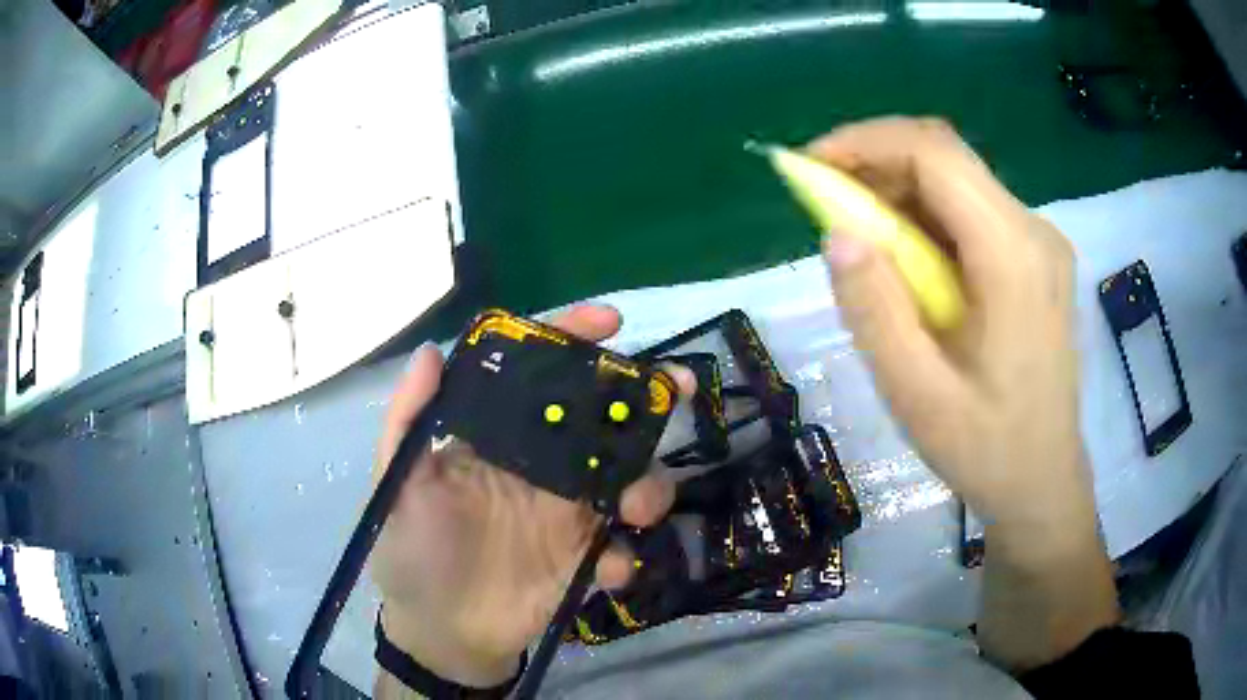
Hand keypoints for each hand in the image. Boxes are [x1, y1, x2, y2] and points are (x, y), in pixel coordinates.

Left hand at [371, 305, 692, 689]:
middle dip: (647, 396)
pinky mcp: (586, 559)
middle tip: (678, 387)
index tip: (611, 322)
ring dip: (649, 485)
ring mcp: (569, 513)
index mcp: (499, 441)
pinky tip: (604, 571)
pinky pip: (625, 546)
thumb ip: (408, 422)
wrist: (441, 634)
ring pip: (632, 478)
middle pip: (603, 419)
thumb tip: (432, 350)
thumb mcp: (395, 487)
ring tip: (633, 510)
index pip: (538, 376)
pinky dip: (625, 555)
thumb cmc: (411, 554)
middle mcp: (541, 467)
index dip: (572, 340)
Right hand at [807, 117, 1116, 669]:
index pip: (935, 154)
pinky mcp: (1034, 258)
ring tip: (858, 235)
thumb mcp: (916, 393)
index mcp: (1013, 256)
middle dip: (877, 162)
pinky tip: (903, 259)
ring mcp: (1039, 242)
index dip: (866, 142)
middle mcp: (1034, 230)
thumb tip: (836, 232)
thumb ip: (874, 309)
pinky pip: (972, 211)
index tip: (810, 167)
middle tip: (825, 201)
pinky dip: (925, 216)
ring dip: (899, 190)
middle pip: (947, 158)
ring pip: (958, 181)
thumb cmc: (985, 450)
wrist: (1043, 484)